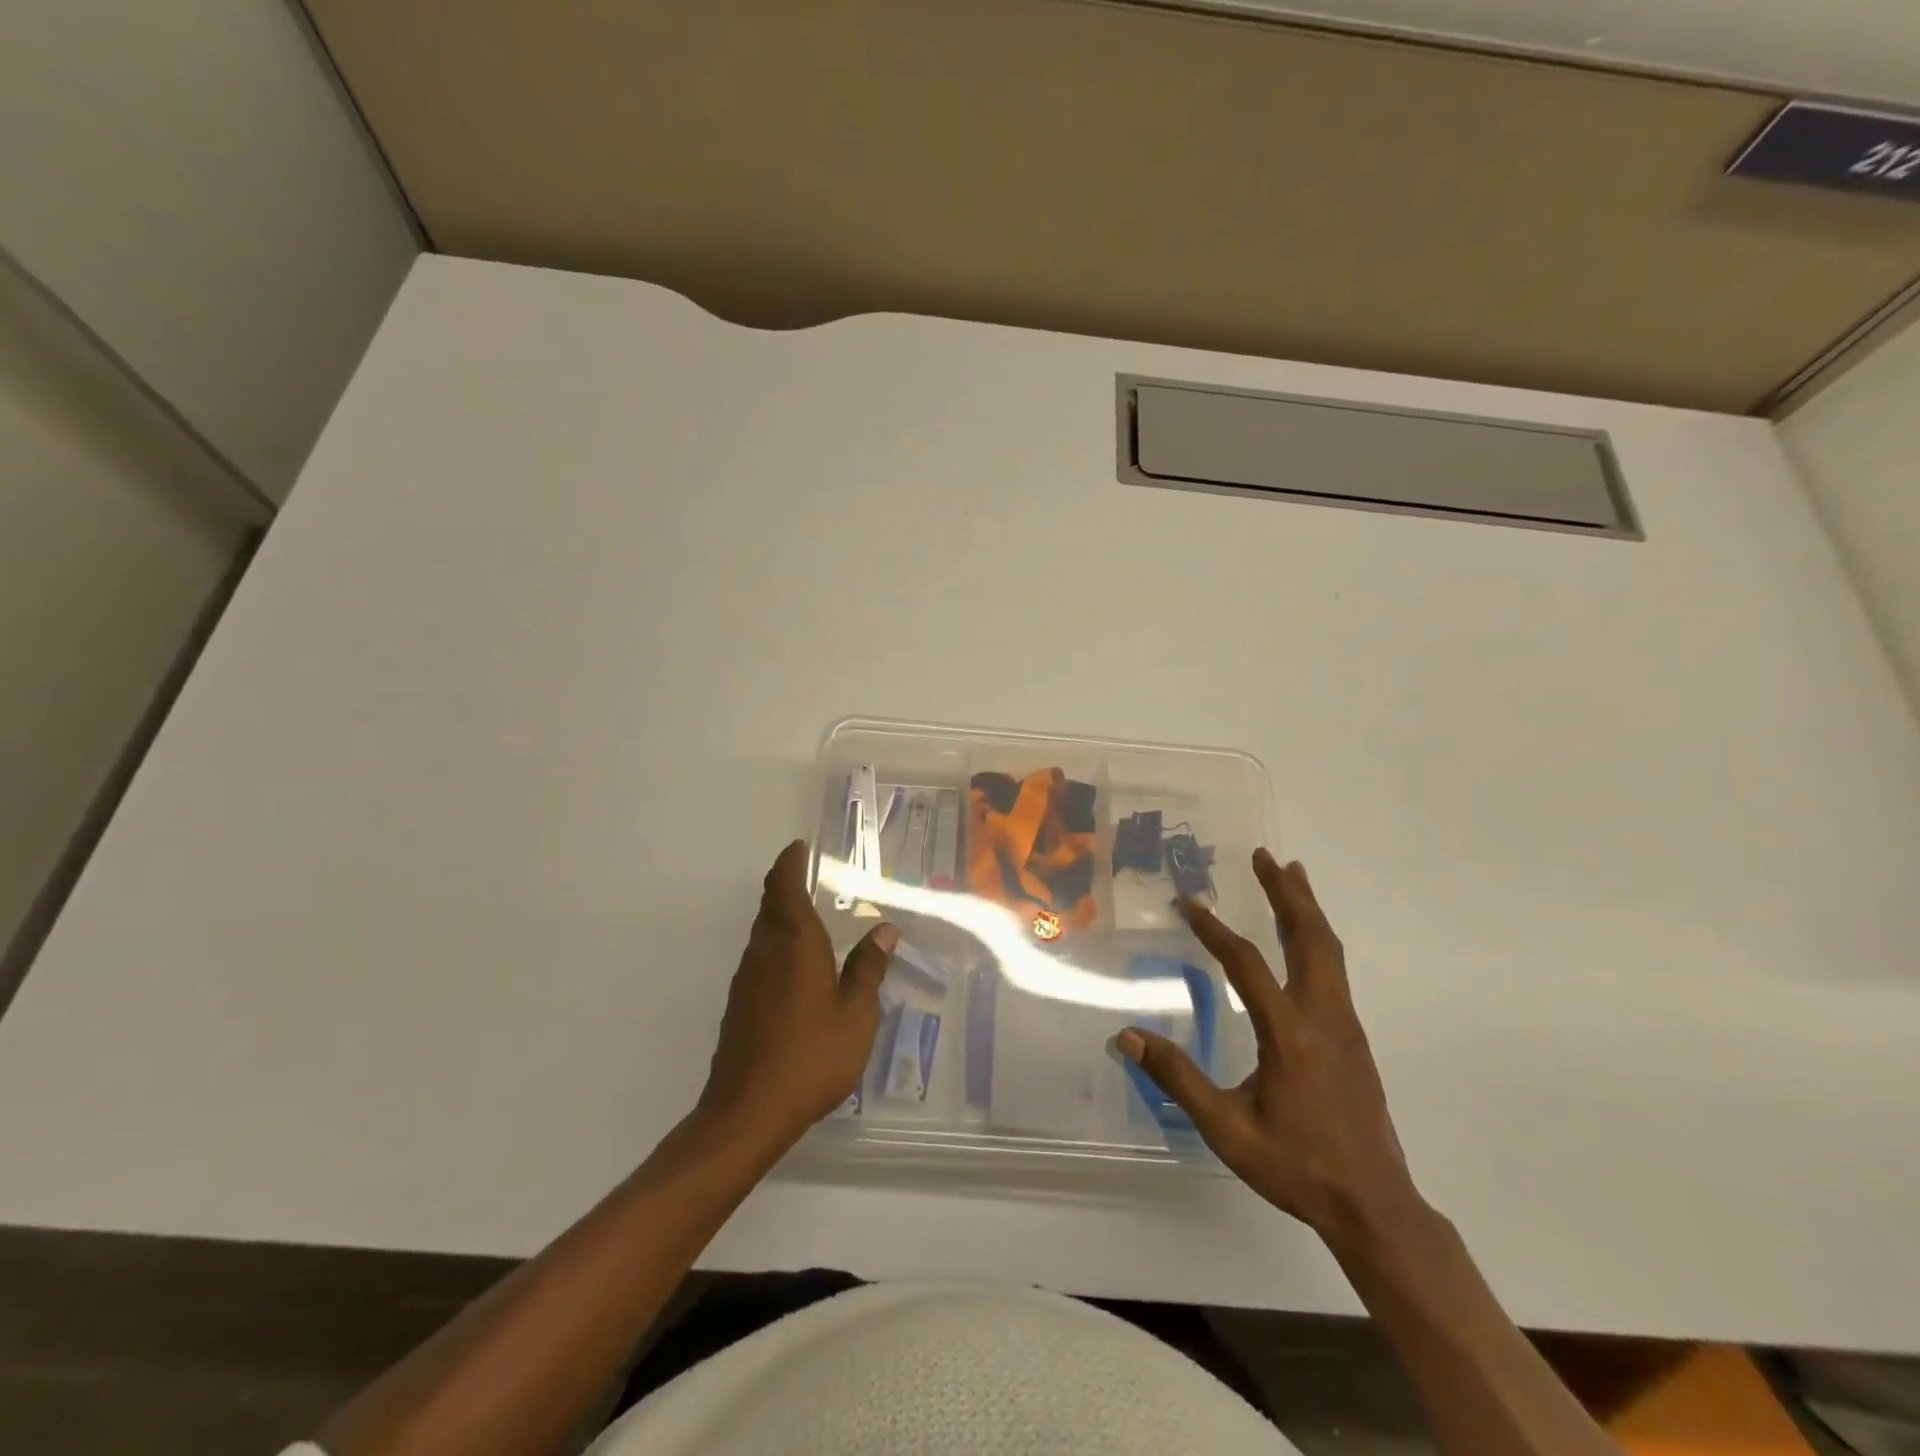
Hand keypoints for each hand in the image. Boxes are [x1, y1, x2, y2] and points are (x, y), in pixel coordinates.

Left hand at [698, 841, 897, 1153]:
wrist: (747, 1112)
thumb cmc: (811, 1056)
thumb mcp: (856, 1014)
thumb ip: (869, 968)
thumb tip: (884, 929)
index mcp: (794, 942)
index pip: (783, 886)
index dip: (789, 863)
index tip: (799, 848)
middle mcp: (764, 951)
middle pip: (770, 905)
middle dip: (787, 886)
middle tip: (812, 879)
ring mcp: (746, 979)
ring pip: (763, 933)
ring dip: (783, 918)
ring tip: (813, 922)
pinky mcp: (739, 1005)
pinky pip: (760, 959)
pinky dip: (778, 948)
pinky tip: (799, 970)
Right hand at [1119, 850, 1422, 1247]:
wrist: (1374, 1206)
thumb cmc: (1296, 1166)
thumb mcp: (1227, 1128)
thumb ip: (1177, 1078)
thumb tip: (1126, 1036)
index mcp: (1290, 1033)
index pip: (1247, 963)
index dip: (1214, 929)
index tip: (1188, 902)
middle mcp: (1323, 1016)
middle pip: (1310, 938)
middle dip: (1287, 893)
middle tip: (1265, 855)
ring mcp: (1344, 1024)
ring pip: (1329, 950)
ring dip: (1307, 908)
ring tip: (1290, 873)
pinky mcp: (1353, 1037)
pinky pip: (1334, 969)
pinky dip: (1317, 937)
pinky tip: (1304, 938)